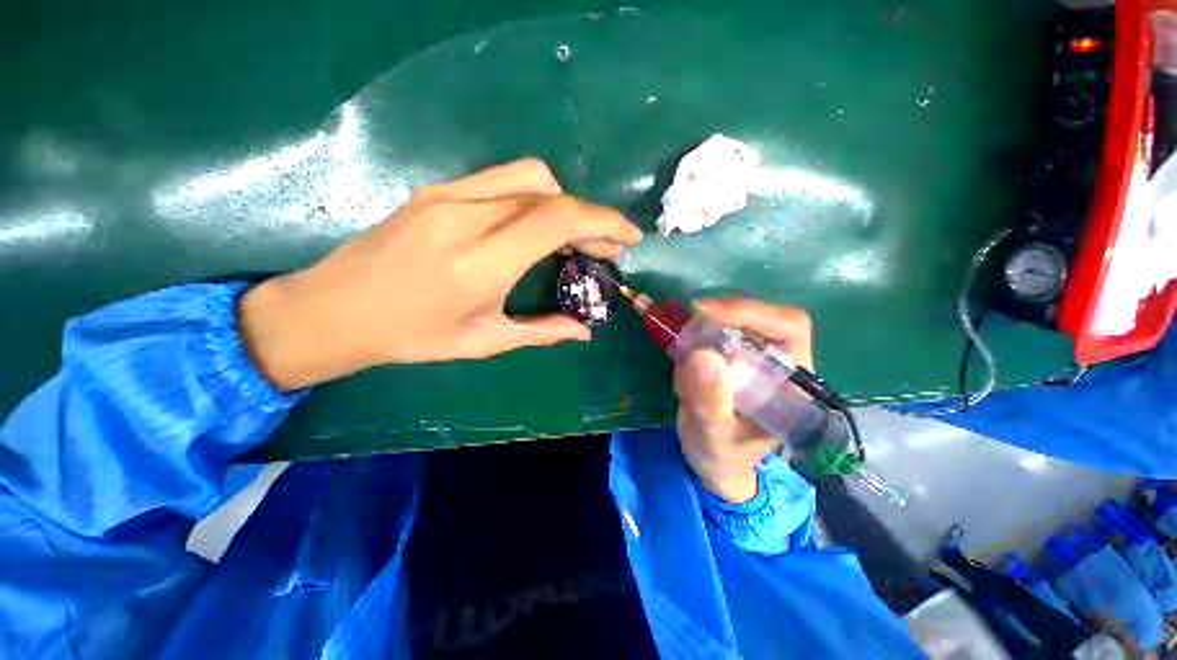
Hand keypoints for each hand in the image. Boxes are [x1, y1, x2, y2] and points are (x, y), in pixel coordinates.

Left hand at [239, 158, 641, 389]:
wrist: (334, 309)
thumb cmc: (410, 336)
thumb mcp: (482, 342)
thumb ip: (541, 332)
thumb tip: (584, 332)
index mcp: (481, 262)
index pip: (558, 220)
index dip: (603, 222)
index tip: (628, 236)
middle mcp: (467, 217)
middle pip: (550, 193)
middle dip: (590, 216)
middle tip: (605, 246)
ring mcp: (447, 196)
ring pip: (528, 176)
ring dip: (563, 202)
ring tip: (572, 236)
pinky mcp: (436, 190)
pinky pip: (501, 179)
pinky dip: (533, 196)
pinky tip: (533, 224)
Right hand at [674, 299, 813, 502]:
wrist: (714, 462)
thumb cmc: (724, 456)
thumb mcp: (714, 436)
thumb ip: (710, 402)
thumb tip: (700, 353)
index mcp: (793, 381)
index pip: (788, 326)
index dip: (749, 311)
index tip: (704, 312)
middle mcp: (779, 362)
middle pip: (757, 316)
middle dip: (718, 319)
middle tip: (684, 329)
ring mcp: (754, 357)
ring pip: (731, 322)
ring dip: (700, 333)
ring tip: (683, 368)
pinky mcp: (732, 357)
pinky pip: (711, 334)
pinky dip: (691, 343)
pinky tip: (684, 376)